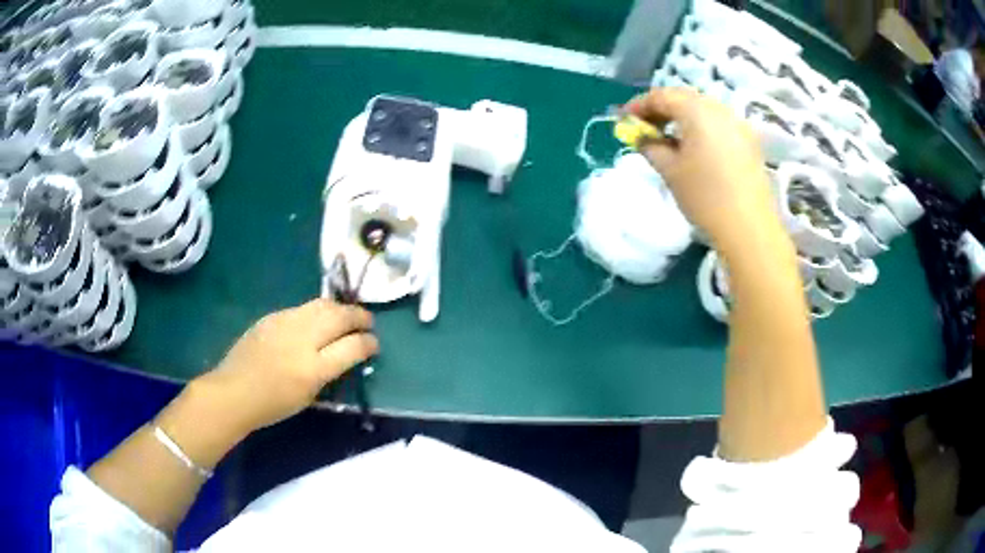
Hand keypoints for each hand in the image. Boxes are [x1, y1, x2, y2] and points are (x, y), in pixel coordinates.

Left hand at [195, 299, 377, 434]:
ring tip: (346, 316)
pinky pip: (302, 308)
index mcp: (314, 368)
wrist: (234, 391)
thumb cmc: (273, 405)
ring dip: (340, 309)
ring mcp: (286, 323)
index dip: (369, 343)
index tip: (374, 344)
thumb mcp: (309, 396)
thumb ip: (330, 372)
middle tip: (367, 322)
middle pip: (340, 317)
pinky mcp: (273, 316)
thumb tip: (346, 354)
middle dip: (359, 317)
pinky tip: (317, 320)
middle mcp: (303, 339)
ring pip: (322, 305)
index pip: (353, 346)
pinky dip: (317, 312)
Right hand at [625, 88, 777, 246]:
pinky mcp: (749, 142)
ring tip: (668, 138)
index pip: (662, 96)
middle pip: (684, 98)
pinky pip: (718, 123)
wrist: (749, 229)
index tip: (623, 120)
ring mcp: (738, 124)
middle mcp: (720, 109)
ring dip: (682, 118)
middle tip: (645, 127)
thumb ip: (650, 146)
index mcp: (697, 110)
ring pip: (703, 109)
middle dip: (661, 109)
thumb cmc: (705, 197)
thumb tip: (641, 136)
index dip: (639, 105)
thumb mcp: (670, 170)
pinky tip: (694, 148)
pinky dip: (700, 128)